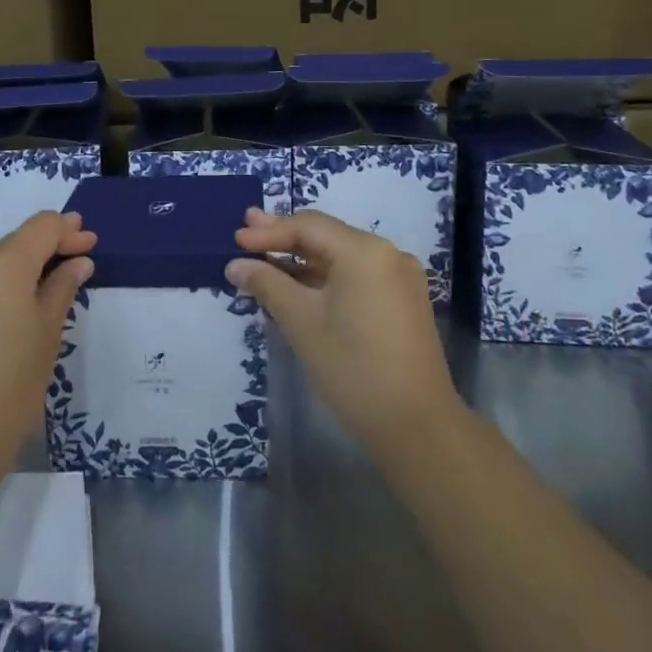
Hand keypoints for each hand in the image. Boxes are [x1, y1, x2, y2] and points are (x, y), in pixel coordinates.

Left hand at [0, 211, 95, 475]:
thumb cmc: (9, 391)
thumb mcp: (47, 337)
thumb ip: (61, 290)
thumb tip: (76, 263)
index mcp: (2, 268)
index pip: (41, 227)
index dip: (68, 231)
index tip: (88, 244)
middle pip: (9, 249)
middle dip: (38, 256)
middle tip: (64, 271)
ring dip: (4, 285)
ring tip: (22, 313)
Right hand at [226, 209, 461, 468]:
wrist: (416, 425)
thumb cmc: (353, 368)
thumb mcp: (302, 322)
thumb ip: (267, 284)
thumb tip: (235, 264)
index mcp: (365, 250)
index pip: (308, 226)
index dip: (269, 231)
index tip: (236, 240)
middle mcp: (388, 253)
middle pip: (326, 236)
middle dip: (285, 236)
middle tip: (246, 231)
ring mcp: (400, 277)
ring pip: (341, 257)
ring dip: (303, 259)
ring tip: (266, 258)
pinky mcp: (403, 301)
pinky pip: (357, 276)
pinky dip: (326, 277)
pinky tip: (300, 284)